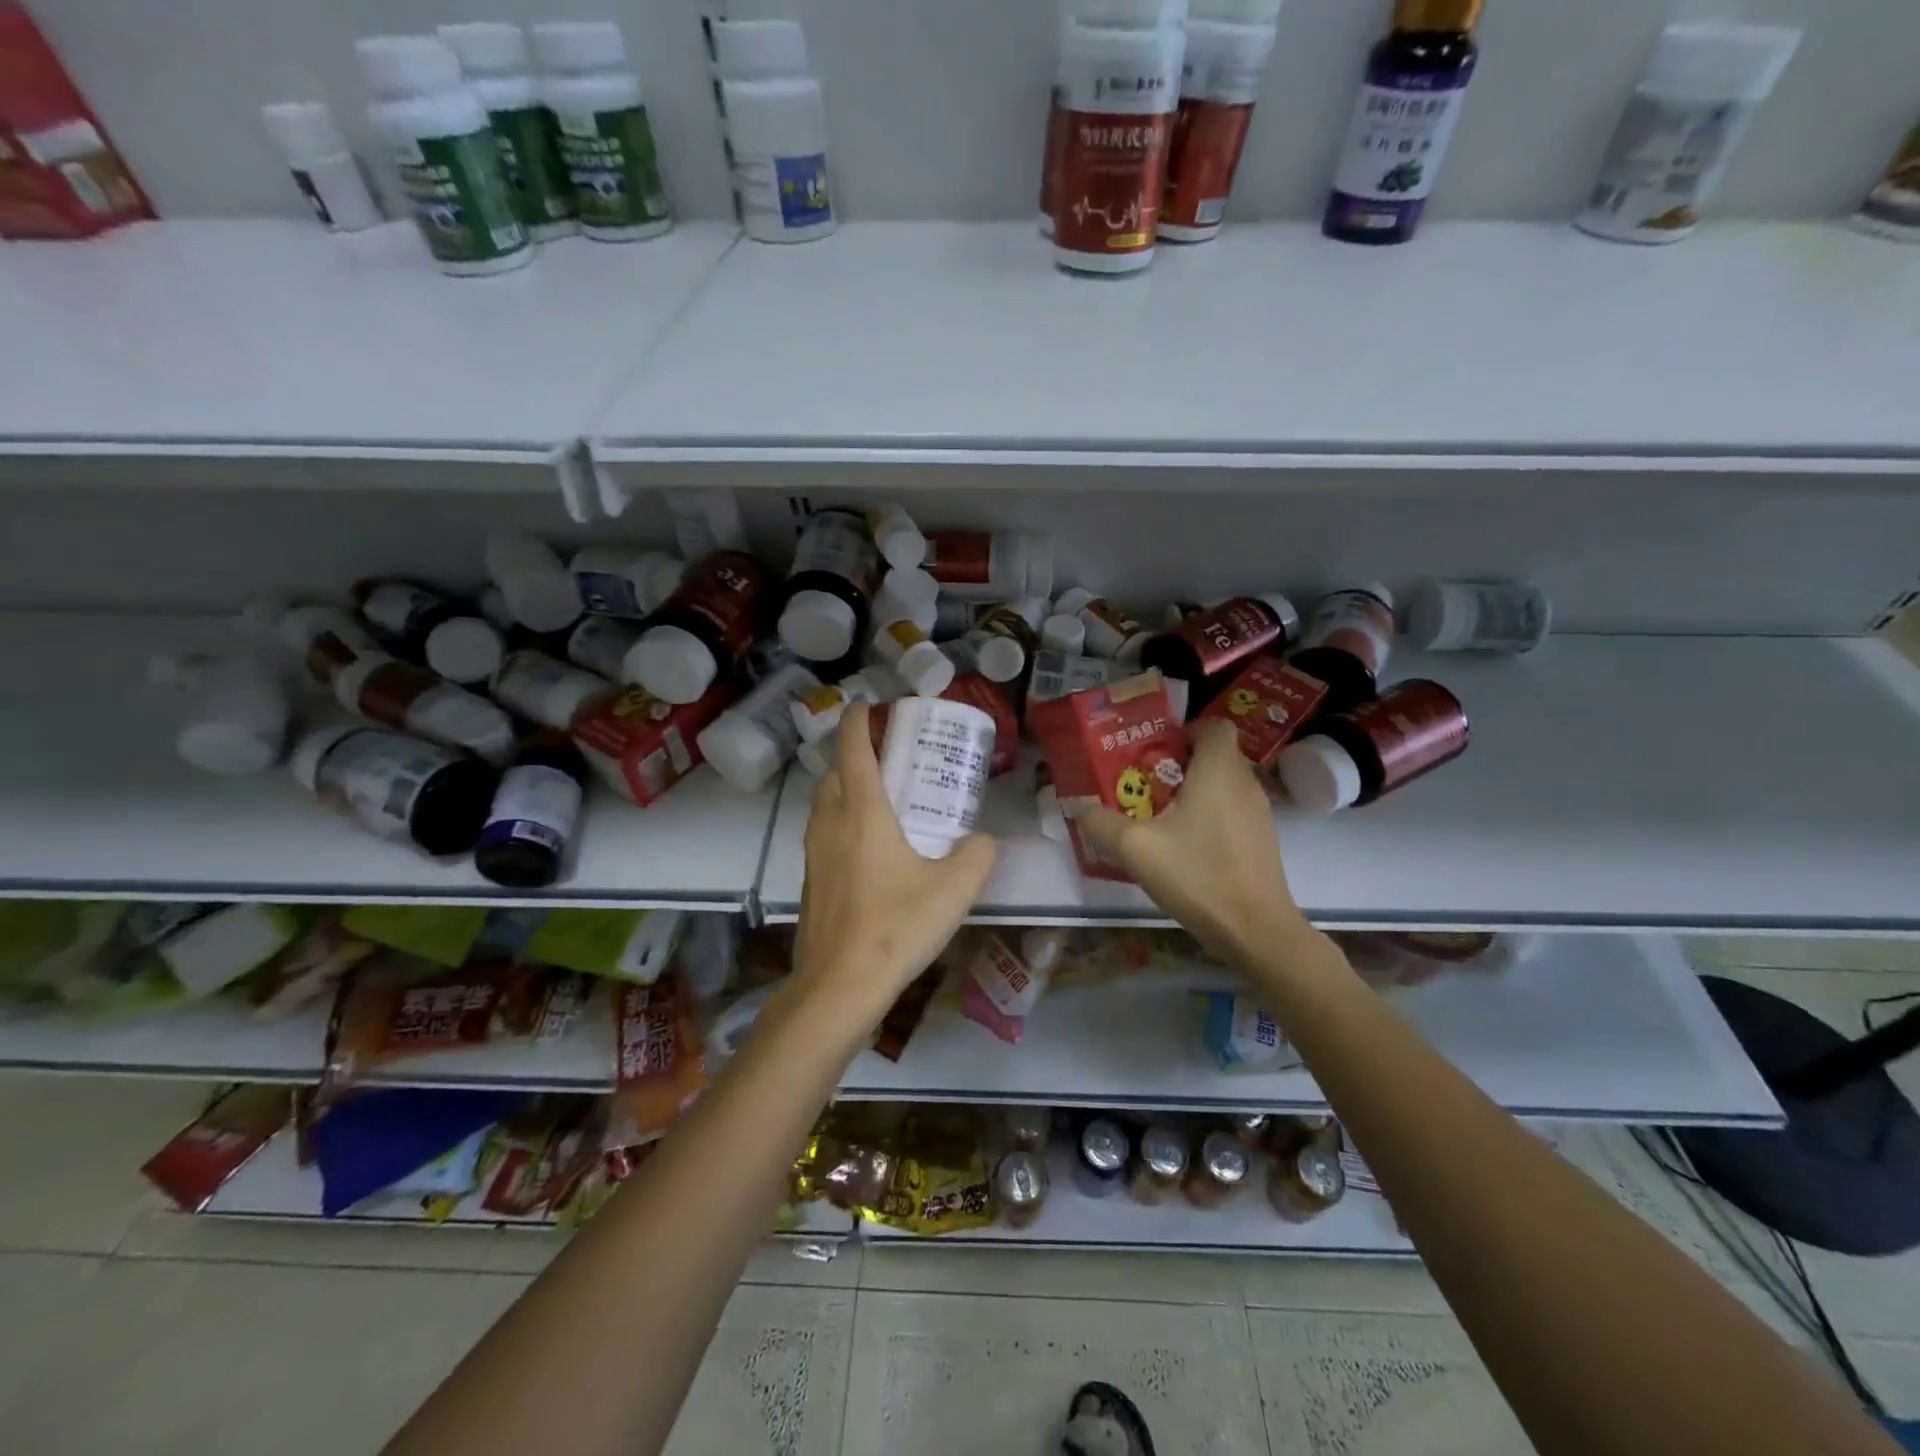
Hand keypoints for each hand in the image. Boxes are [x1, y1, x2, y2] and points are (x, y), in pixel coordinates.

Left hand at [792, 703, 998, 1021]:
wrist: (839, 987)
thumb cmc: (896, 927)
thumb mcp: (954, 889)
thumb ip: (977, 855)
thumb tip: (983, 841)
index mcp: (861, 813)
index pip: (852, 749)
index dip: (856, 721)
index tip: (866, 704)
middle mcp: (830, 824)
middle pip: (833, 773)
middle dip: (852, 754)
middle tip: (884, 753)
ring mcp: (814, 854)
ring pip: (824, 803)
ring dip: (844, 787)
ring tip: (877, 794)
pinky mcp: (811, 881)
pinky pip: (823, 833)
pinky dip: (840, 820)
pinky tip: (868, 847)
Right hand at [1078, 719, 1313, 969]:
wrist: (1255, 930)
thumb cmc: (1197, 875)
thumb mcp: (1135, 848)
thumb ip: (1101, 824)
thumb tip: (1082, 809)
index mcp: (1219, 771)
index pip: (1215, 725)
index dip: (1187, 730)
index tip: (1157, 751)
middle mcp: (1245, 784)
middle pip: (1216, 755)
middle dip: (1181, 763)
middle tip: (1146, 784)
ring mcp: (1260, 814)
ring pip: (1225, 785)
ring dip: (1195, 792)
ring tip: (1160, 818)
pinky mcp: (1262, 842)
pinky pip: (1233, 812)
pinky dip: (1210, 816)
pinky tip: (1185, 848)